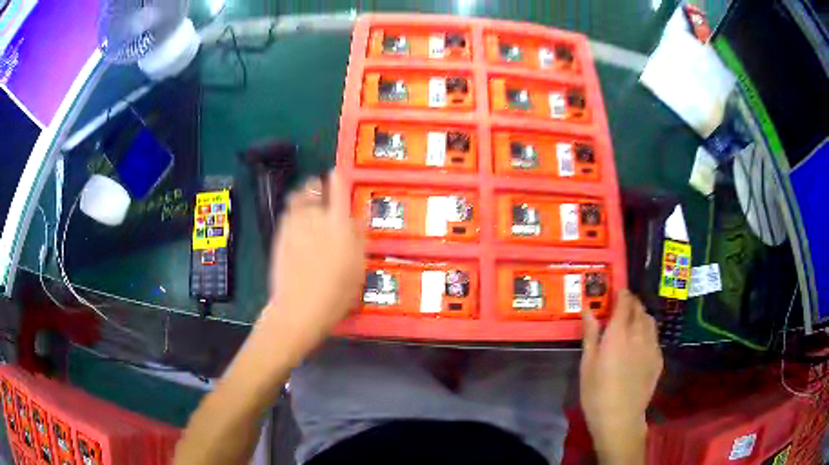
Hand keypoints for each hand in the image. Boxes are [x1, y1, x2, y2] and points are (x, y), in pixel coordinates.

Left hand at [255, 170, 364, 364]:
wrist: (298, 309)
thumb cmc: (336, 293)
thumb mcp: (357, 268)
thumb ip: (357, 239)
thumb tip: (355, 219)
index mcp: (337, 224)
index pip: (337, 190)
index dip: (337, 178)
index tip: (336, 172)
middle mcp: (314, 218)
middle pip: (313, 190)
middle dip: (317, 185)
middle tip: (320, 186)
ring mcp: (293, 226)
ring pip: (297, 200)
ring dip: (302, 194)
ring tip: (306, 196)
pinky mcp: (279, 237)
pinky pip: (286, 214)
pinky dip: (292, 210)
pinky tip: (295, 218)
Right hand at [580, 290, 662, 462]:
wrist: (620, 418)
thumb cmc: (596, 392)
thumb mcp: (587, 364)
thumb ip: (591, 334)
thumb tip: (588, 309)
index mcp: (619, 333)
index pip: (625, 302)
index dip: (622, 293)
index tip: (617, 291)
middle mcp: (639, 334)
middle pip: (639, 308)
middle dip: (631, 303)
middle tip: (622, 307)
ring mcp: (652, 346)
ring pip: (650, 320)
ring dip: (641, 315)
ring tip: (632, 322)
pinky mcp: (659, 359)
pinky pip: (655, 337)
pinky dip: (648, 332)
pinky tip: (640, 344)